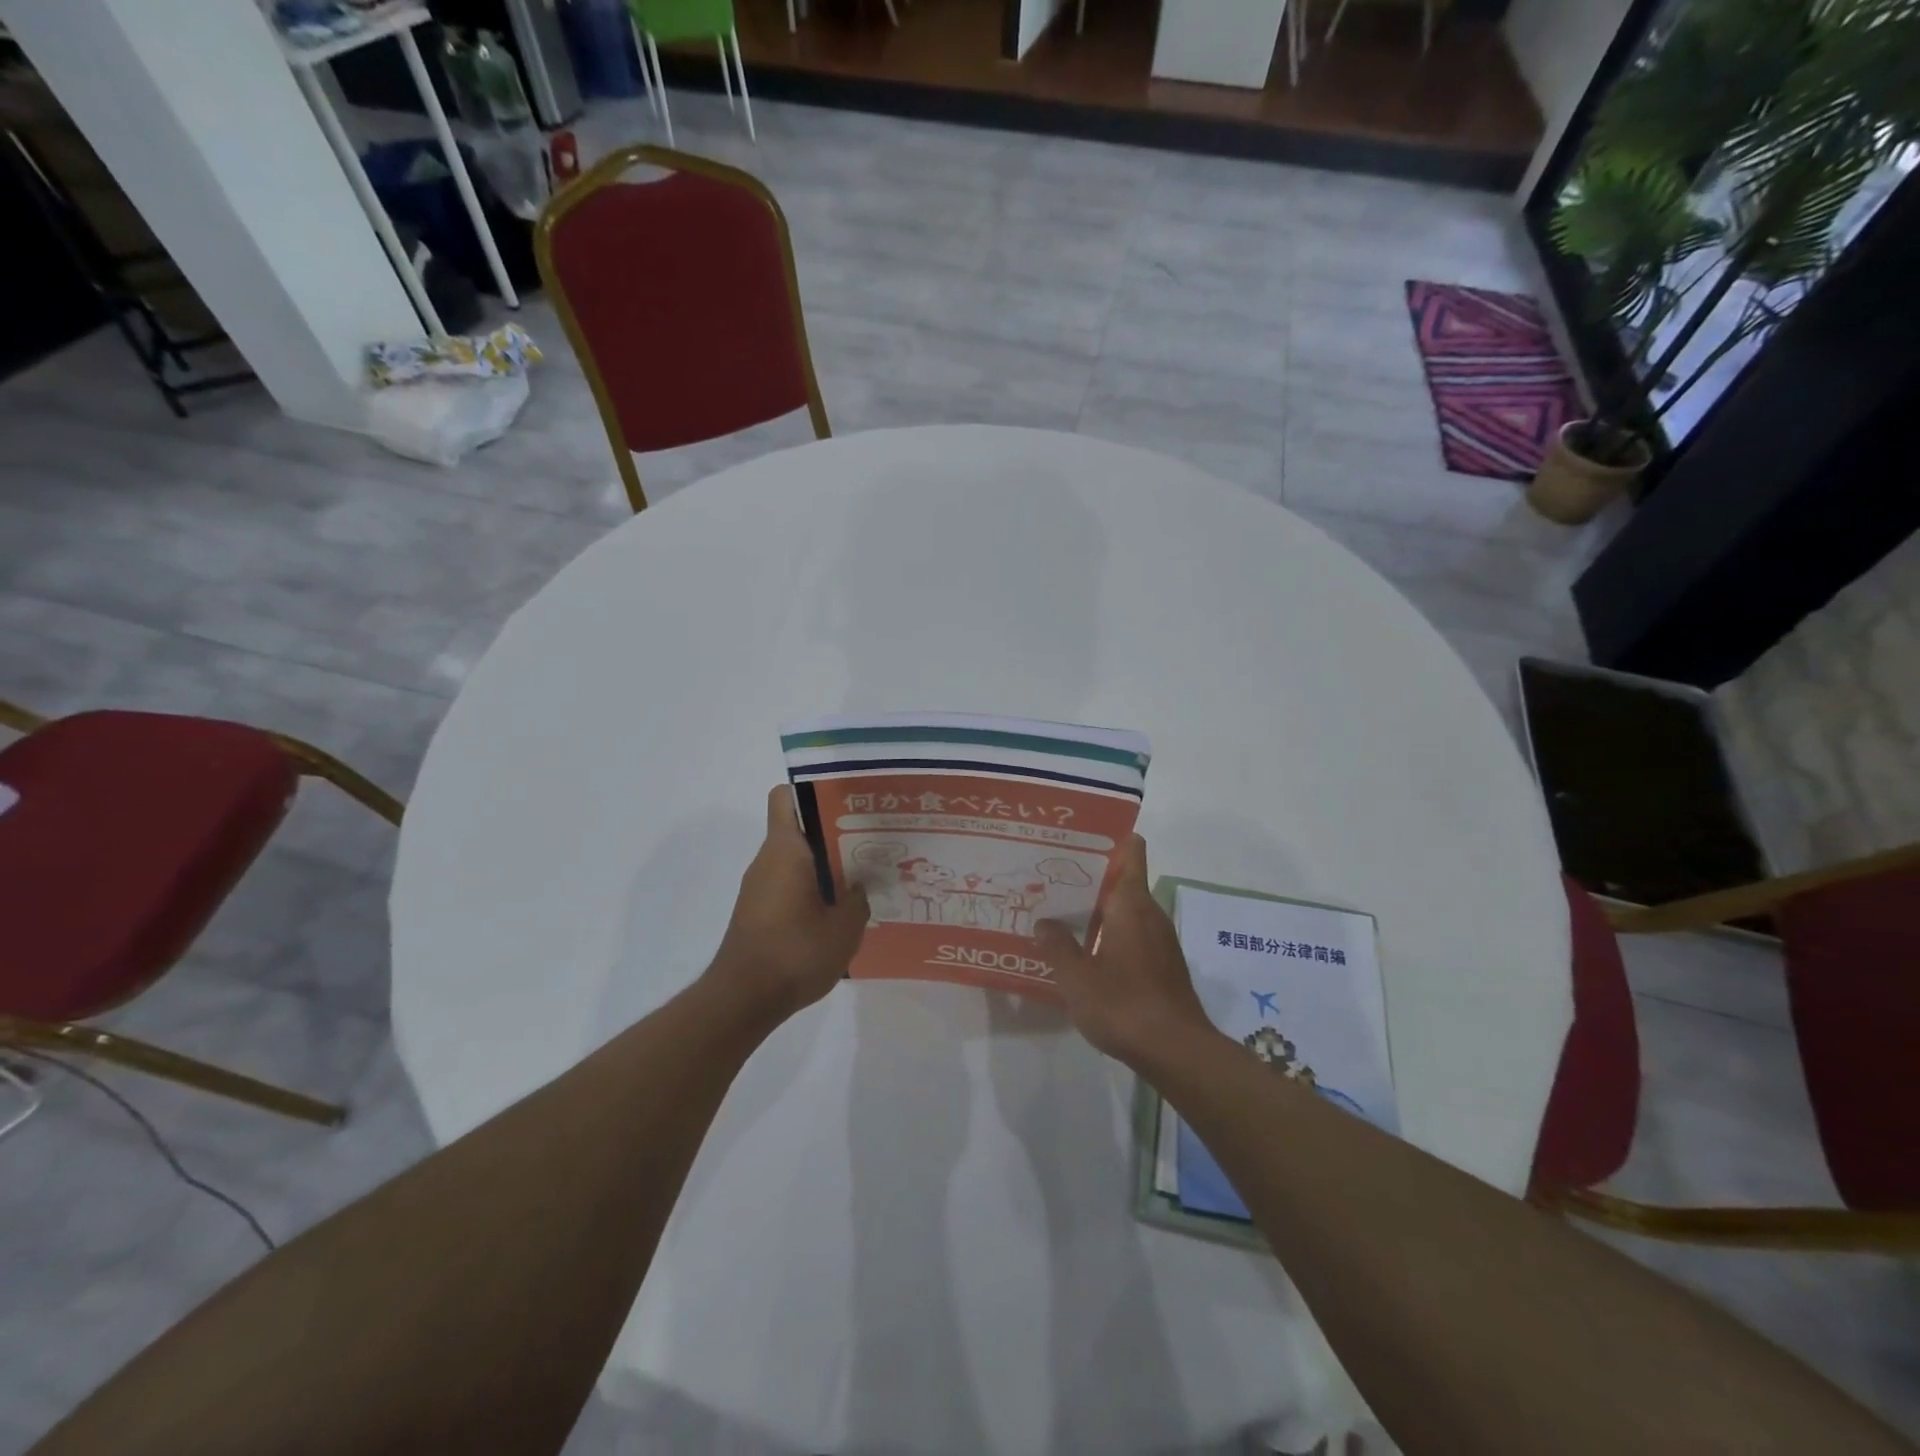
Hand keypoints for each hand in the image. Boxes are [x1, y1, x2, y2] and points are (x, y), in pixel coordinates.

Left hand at [709, 785, 870, 1023]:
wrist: (743, 1000)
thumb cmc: (794, 953)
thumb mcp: (844, 927)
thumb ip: (859, 899)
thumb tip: (861, 885)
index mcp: (785, 850)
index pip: (786, 797)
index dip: (813, 790)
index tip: (847, 801)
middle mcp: (767, 860)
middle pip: (799, 828)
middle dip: (834, 831)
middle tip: (871, 841)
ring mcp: (759, 886)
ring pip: (796, 858)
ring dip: (825, 864)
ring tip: (863, 877)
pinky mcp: (758, 910)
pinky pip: (789, 883)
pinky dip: (812, 888)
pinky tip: (839, 911)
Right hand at [1035, 836, 1212, 1066]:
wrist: (1177, 1051)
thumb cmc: (1124, 1004)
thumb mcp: (1077, 977)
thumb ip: (1057, 946)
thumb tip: (1045, 922)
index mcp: (1131, 904)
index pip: (1131, 851)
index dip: (1110, 837)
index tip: (1080, 837)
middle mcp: (1150, 914)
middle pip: (1124, 879)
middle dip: (1091, 876)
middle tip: (1053, 876)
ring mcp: (1160, 940)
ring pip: (1127, 909)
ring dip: (1099, 908)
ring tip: (1062, 912)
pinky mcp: (1163, 964)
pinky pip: (1134, 933)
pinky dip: (1111, 932)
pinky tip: (1085, 950)